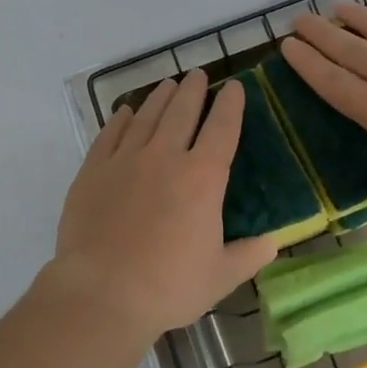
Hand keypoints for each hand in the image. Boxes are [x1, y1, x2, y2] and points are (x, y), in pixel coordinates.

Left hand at [45, 72, 278, 343]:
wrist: (103, 292)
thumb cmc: (168, 287)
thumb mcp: (220, 276)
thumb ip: (248, 256)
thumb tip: (272, 242)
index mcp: (202, 178)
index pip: (222, 129)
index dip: (230, 105)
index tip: (234, 87)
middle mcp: (165, 157)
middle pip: (182, 112)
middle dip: (193, 90)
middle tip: (198, 75)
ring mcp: (125, 159)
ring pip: (146, 116)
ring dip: (160, 97)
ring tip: (168, 85)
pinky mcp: (94, 169)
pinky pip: (110, 134)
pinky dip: (121, 119)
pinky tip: (126, 112)